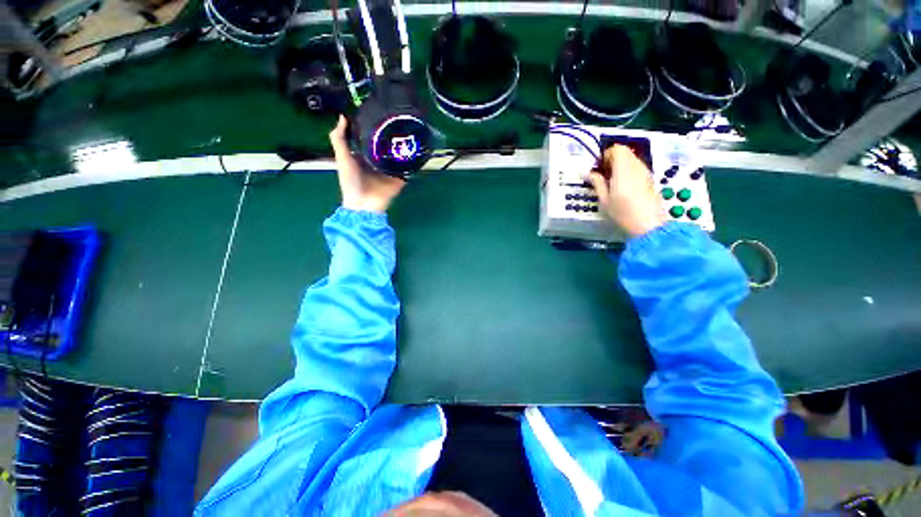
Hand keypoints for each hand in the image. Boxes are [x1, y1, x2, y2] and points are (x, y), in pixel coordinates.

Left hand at [329, 115, 405, 212]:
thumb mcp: (342, 158)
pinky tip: (418, 151)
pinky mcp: (400, 179)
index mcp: (366, 156)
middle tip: (400, 119)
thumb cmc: (351, 181)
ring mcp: (391, 171)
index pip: (373, 139)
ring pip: (399, 156)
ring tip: (412, 132)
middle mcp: (379, 161)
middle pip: (388, 146)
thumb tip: (343, 116)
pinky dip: (413, 163)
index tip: (381, 112)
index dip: (376, 127)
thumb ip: (339, 139)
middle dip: (393, 136)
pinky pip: (408, 169)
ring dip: (405, 148)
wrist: (363, 204)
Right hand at [587, 145, 666, 237]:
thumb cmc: (623, 213)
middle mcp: (636, 166)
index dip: (606, 155)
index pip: (617, 149)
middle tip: (603, 176)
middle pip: (625, 152)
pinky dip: (628, 172)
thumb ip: (597, 183)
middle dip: (612, 160)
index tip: (599, 169)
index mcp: (623, 169)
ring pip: (631, 159)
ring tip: (612, 183)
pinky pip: (637, 168)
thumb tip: (587, 173)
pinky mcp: (650, 179)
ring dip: (620, 166)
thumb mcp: (604, 200)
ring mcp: (645, 172)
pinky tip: (623, 188)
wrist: (648, 225)